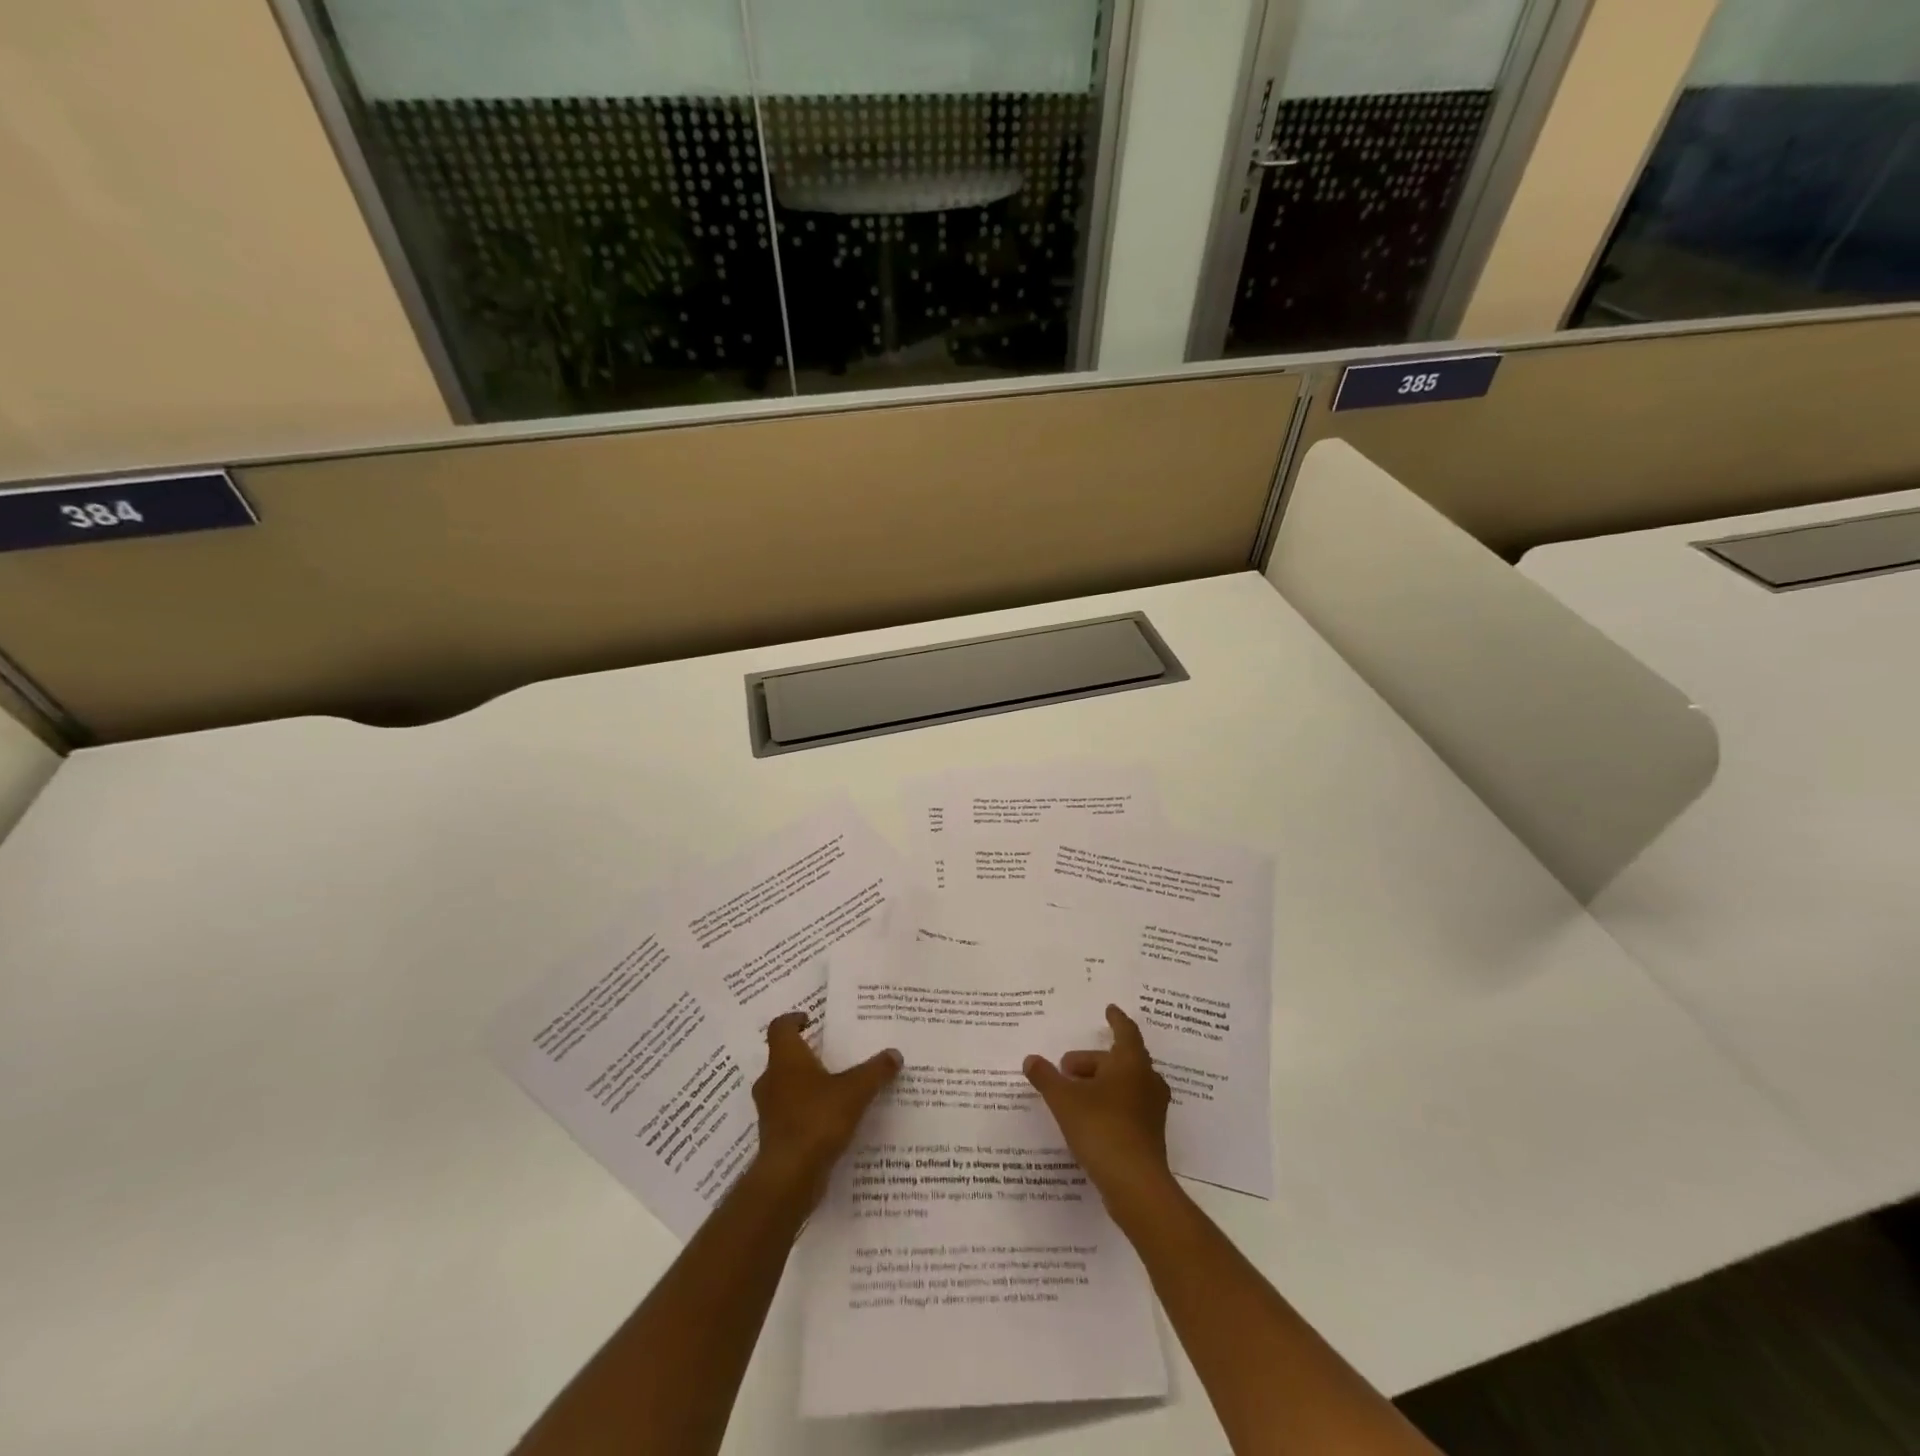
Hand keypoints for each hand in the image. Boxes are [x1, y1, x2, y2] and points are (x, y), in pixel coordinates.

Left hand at [749, 1012, 901, 1208]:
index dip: (793, 1019)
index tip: (810, 1019)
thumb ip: (875, 1071)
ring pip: (785, 1088)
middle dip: (804, 1054)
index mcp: (786, 1059)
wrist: (789, 1176)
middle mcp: (772, 1080)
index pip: (780, 1027)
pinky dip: (806, 1113)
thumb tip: (894, 1054)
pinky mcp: (774, 1137)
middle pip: (782, 1058)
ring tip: (833, 1087)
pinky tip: (830, 1120)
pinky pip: (790, 1115)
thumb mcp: (855, 1090)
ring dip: (804, 1085)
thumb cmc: (817, 1119)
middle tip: (829, 1053)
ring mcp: (770, 1111)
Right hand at [1024, 1005, 1174, 1210]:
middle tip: (1065, 1067)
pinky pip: (1127, 1107)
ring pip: (1123, 1085)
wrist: (1135, 1184)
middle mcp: (1147, 1080)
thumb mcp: (1064, 1100)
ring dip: (1099, 1083)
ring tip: (1072, 1092)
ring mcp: (1151, 1109)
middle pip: (1119, 1060)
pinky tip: (1086, 1118)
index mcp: (1131, 1063)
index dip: (1116, 1020)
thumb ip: (1046, 1077)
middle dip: (1092, 1060)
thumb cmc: (1101, 1128)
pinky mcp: (1150, 1134)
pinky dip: (1108, 1103)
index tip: (1108, 1010)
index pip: (1125, 1031)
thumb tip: (1030, 1059)